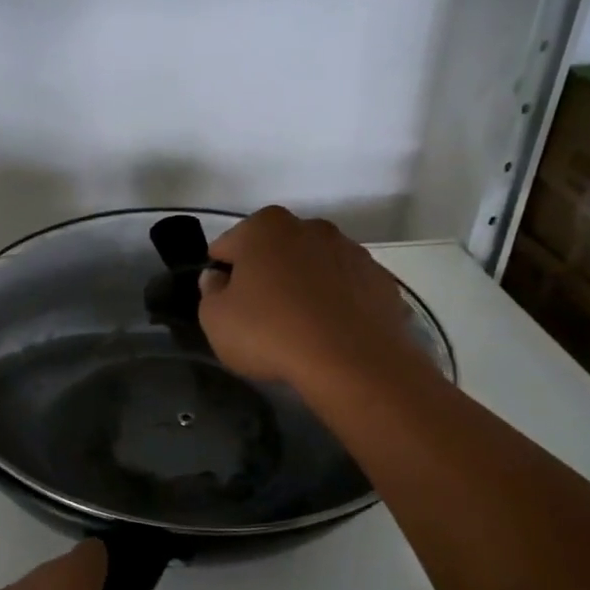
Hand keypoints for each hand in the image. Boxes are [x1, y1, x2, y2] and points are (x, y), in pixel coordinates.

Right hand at [199, 206, 421, 394]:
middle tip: (260, 315)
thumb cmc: (271, 333)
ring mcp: (350, 250)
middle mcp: (310, 226)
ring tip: (300, 327)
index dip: (222, 274)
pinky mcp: (380, 279)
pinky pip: (345, 287)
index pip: (227, 246)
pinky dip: (336, 302)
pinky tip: (330, 333)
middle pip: (275, 250)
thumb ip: (210, 292)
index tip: (225, 303)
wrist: (352, 362)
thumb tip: (218, 278)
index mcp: (264, 227)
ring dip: (303, 285)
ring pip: (313, 266)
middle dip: (266, 274)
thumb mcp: (215, 320)